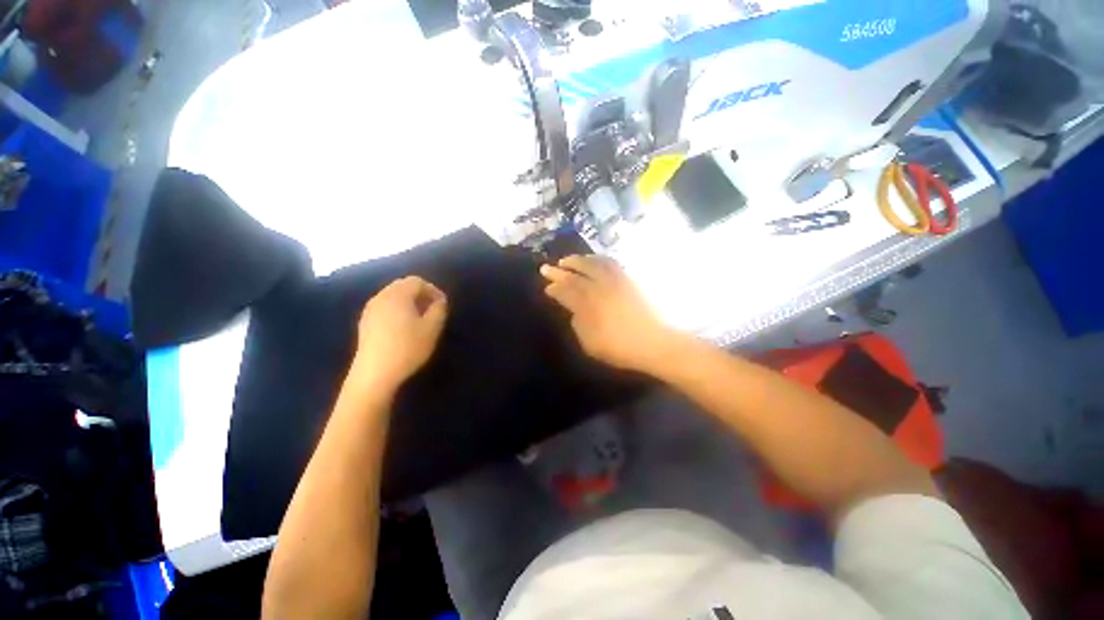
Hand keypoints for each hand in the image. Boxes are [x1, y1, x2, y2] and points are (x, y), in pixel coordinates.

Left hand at [352, 276, 448, 388]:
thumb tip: (439, 301)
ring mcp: (370, 310)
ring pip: (393, 296)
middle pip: (403, 286)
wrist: (374, 374)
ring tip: (420, 319)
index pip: (417, 281)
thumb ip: (439, 309)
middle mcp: (381, 297)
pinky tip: (403, 328)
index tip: (443, 305)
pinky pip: (384, 307)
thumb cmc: (408, 348)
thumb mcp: (432, 328)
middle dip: (420, 294)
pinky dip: (397, 310)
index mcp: (397, 294)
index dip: (433, 290)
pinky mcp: (365, 323)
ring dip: (409, 302)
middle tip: (433, 310)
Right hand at [540, 255, 681, 373]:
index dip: (555, 288)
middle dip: (559, 271)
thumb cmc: (621, 348)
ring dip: (577, 260)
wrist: (656, 343)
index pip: (566, 292)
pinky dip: (598, 259)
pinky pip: (611, 263)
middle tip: (547, 267)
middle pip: (576, 275)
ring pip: (593, 263)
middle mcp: (600, 287)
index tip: (547, 287)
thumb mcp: (591, 344)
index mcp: (588, 305)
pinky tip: (593, 260)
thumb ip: (578, 325)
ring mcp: (616, 281)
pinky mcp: (629, 279)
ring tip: (567, 260)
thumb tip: (574, 311)